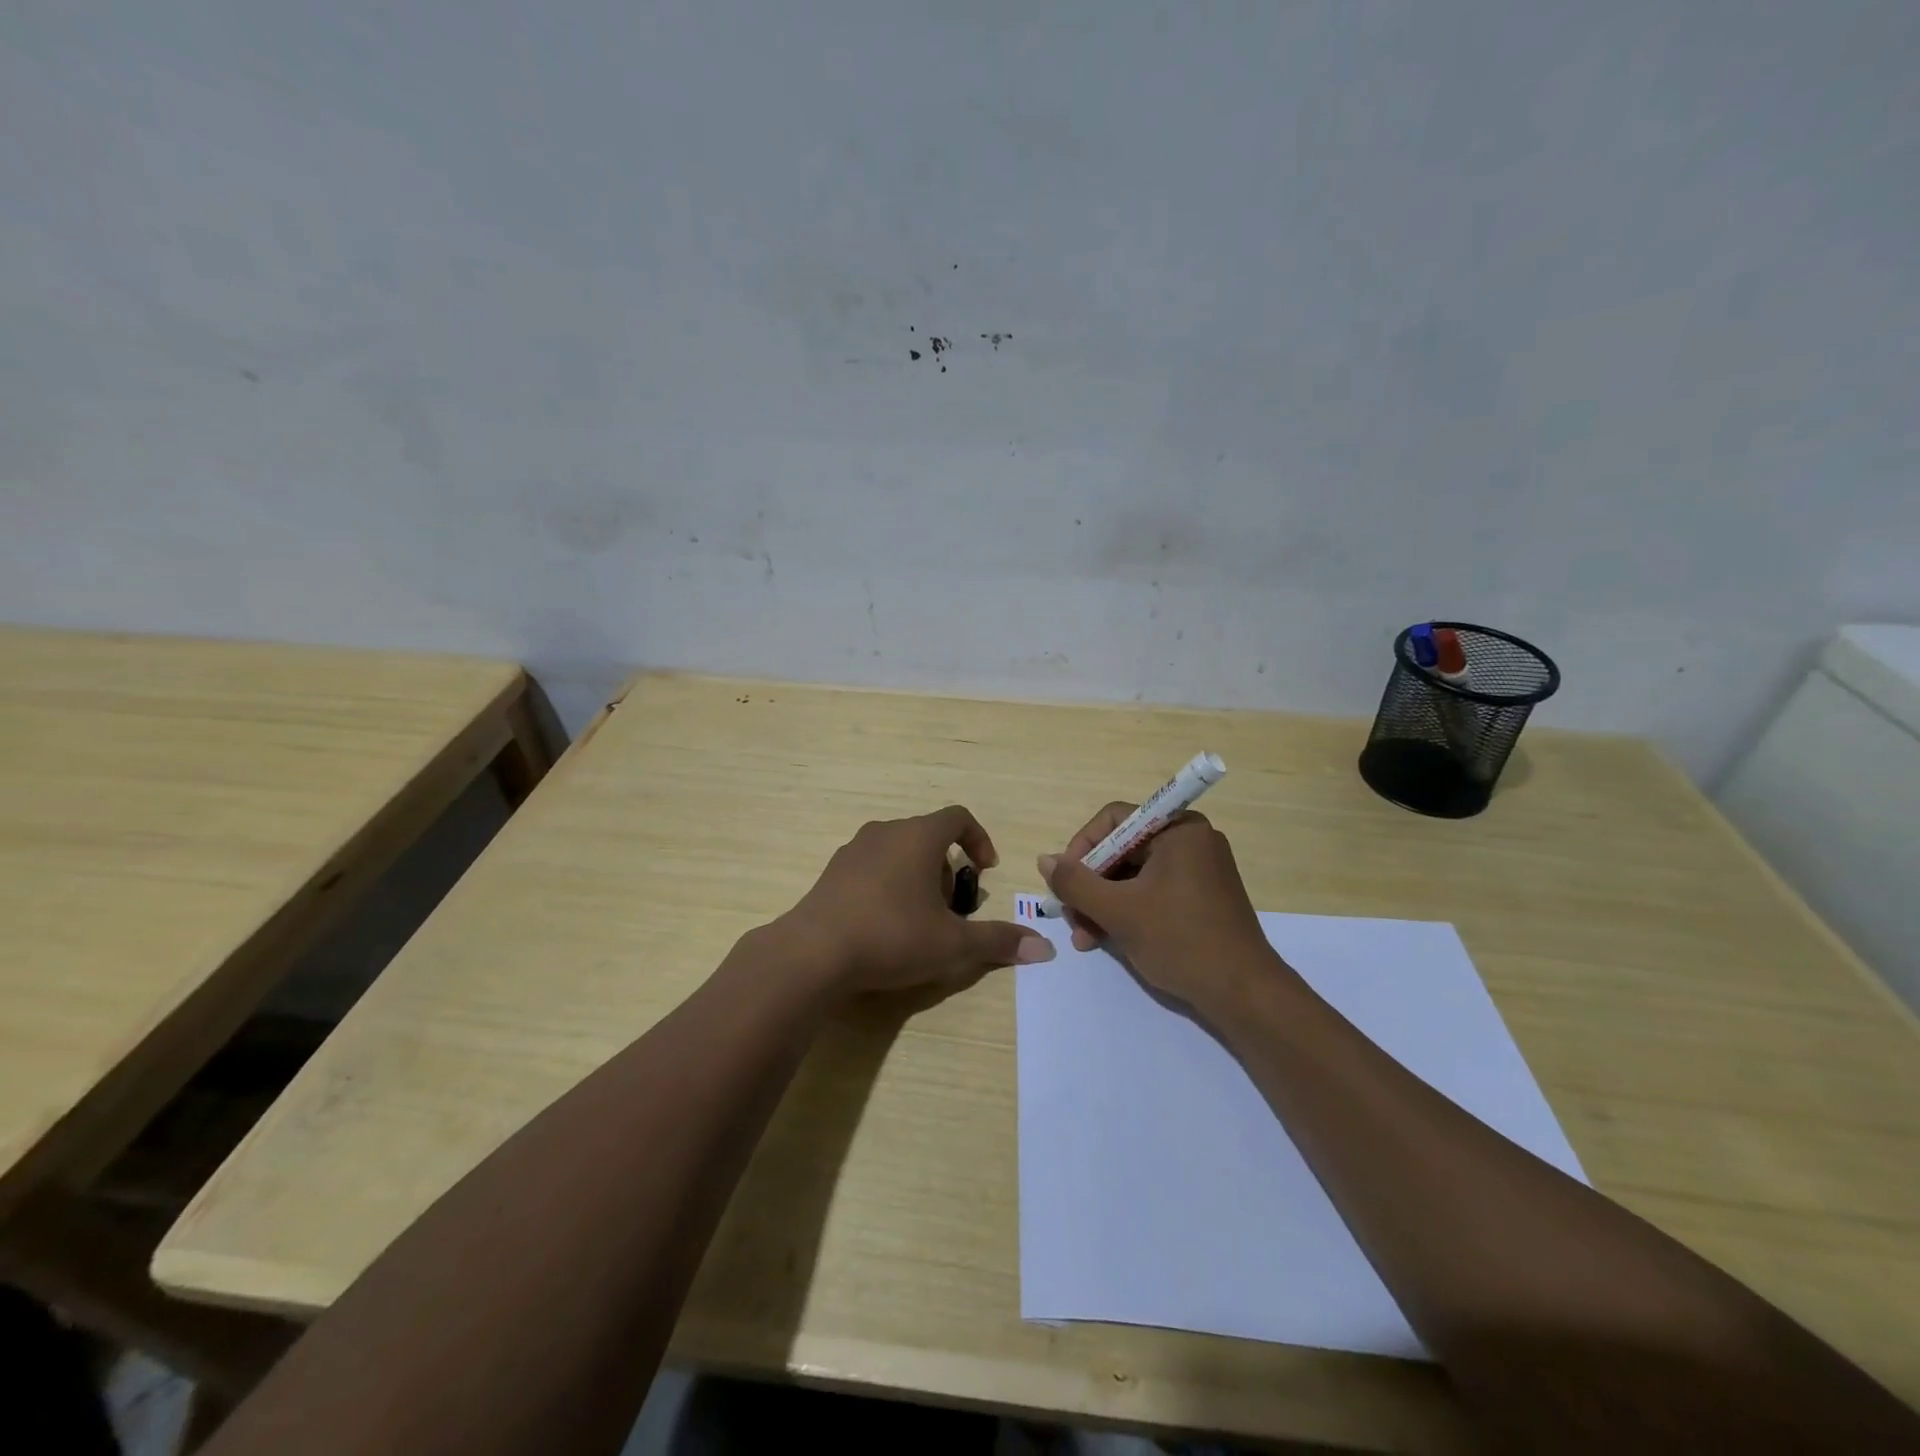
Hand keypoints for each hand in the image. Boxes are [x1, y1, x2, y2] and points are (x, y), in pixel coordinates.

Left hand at [778, 805, 1053, 998]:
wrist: (812, 953)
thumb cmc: (891, 936)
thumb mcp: (952, 944)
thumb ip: (998, 941)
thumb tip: (1044, 949)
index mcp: (918, 836)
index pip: (958, 817)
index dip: (979, 840)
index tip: (986, 870)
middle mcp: (885, 832)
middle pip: (928, 837)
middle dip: (948, 870)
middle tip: (952, 910)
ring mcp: (853, 850)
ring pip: (899, 852)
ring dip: (918, 878)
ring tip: (920, 921)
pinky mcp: (832, 872)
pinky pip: (872, 867)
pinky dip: (889, 885)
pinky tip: (884, 926)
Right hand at [1038, 805, 1285, 1013]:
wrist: (1244, 994)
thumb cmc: (1180, 940)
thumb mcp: (1118, 910)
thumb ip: (1076, 882)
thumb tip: (1045, 860)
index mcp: (1178, 830)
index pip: (1114, 820)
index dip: (1082, 847)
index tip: (1064, 881)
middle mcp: (1191, 841)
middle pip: (1122, 849)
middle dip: (1091, 885)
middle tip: (1070, 917)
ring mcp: (1199, 870)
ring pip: (1134, 875)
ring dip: (1104, 903)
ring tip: (1084, 938)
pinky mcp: (1201, 898)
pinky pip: (1153, 892)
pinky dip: (1127, 911)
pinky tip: (1106, 939)